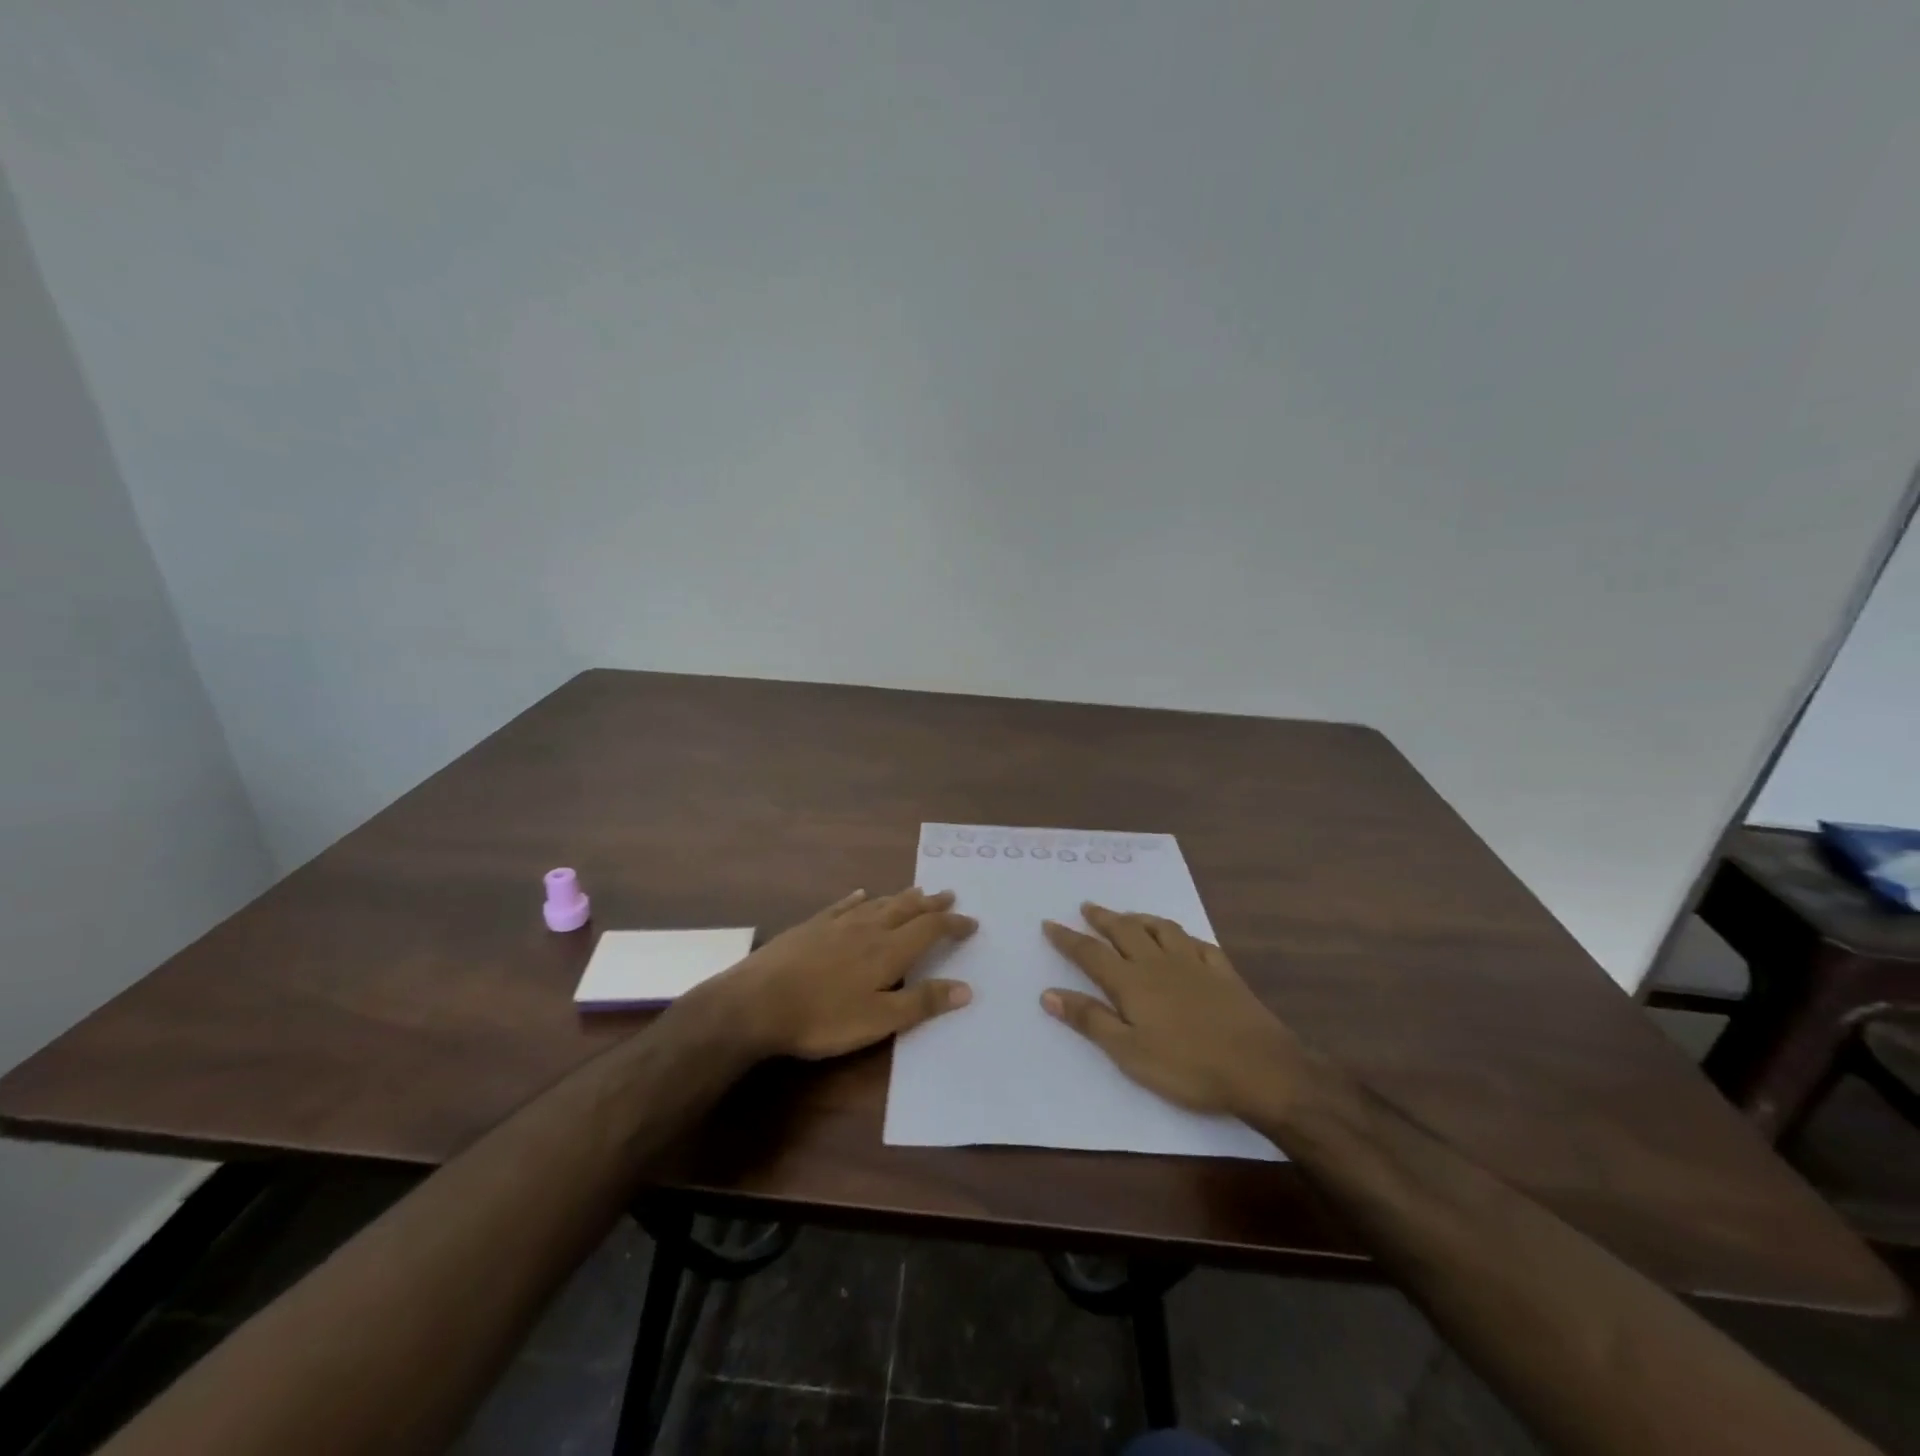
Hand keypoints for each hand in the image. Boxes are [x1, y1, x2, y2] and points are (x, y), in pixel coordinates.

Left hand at [715, 887, 975, 1059]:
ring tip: (915, 891)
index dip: (953, 924)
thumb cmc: (823, 1017)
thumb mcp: (878, 1019)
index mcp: (888, 950)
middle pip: (906, 909)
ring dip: (900, 897)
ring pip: (877, 904)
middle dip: (930, 903)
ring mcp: (836, 924)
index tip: (972, 923)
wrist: (756, 1002)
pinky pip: (842, 906)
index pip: (930, 929)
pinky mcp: (811, 927)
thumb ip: (922, 1003)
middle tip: (949, 895)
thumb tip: (966, 988)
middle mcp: (868, 929)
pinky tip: (860, 894)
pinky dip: (857, 899)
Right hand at [1041, 903, 1304, 1119]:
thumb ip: (1090, 1019)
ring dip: (1140, 918)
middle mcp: (1159, 963)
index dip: (1068, 938)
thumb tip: (1049, 993)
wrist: (1260, 1068)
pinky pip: (1198, 943)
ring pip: (1161, 929)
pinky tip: (1182, 939)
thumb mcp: (1128, 1052)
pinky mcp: (1223, 972)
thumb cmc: (1187, 1066)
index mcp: (1131, 982)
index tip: (1050, 923)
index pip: (1091, 953)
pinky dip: (1183, 936)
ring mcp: (1194, 964)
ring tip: (1128, 915)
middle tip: (1088, 907)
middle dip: (1103, 918)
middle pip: (1125, 931)